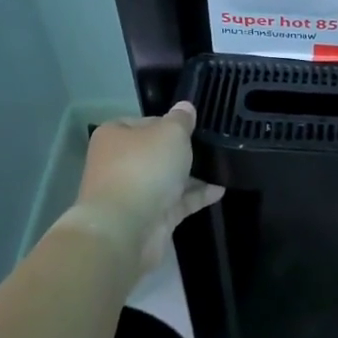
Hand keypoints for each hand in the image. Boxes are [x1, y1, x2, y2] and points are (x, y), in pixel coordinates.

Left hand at [70, 102, 223, 270]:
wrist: (125, 229)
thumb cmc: (144, 168)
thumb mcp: (170, 133)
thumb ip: (181, 120)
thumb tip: (185, 107)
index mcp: (115, 136)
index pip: (145, 122)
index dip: (169, 122)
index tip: (193, 127)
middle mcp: (119, 163)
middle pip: (155, 152)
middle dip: (180, 152)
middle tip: (211, 146)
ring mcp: (133, 193)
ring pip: (166, 179)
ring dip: (191, 175)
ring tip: (222, 167)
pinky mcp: (149, 218)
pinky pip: (176, 202)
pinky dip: (196, 196)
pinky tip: (220, 190)